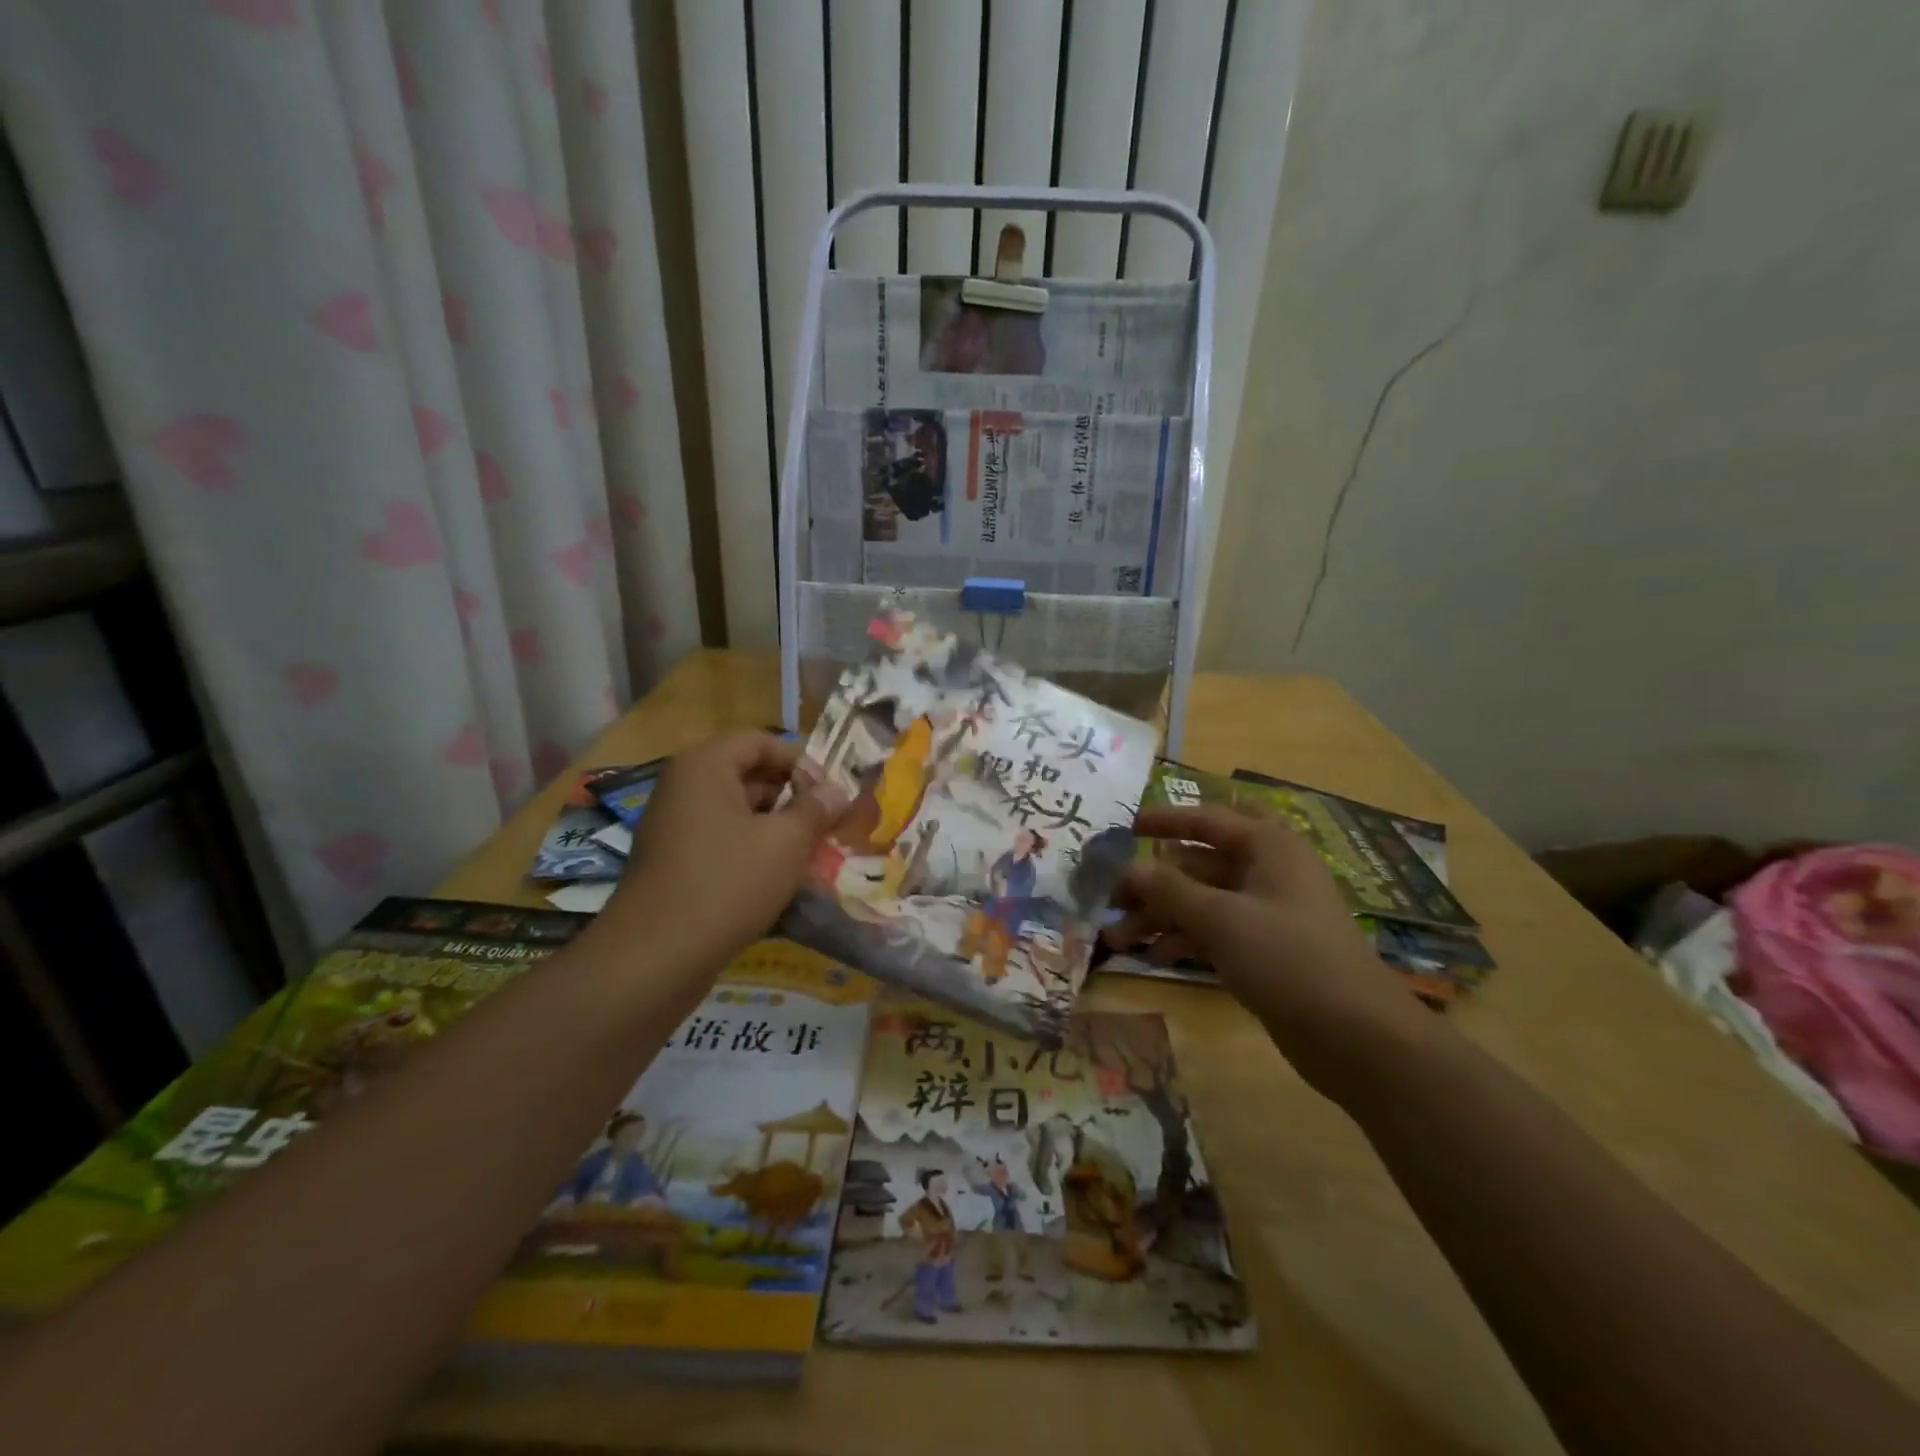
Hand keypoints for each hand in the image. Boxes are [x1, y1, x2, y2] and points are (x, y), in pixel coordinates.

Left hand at [601, 732, 847, 978]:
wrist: (655, 958)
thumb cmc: (727, 883)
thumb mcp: (786, 842)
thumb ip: (816, 809)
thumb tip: (837, 791)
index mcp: (704, 766)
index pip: (760, 741)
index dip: (800, 760)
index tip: (832, 790)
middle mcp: (684, 787)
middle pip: (747, 774)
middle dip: (792, 795)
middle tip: (829, 821)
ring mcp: (674, 826)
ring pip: (737, 811)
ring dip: (776, 826)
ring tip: (813, 852)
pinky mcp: (673, 862)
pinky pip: (721, 841)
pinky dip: (752, 850)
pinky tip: (781, 878)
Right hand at [1104, 804, 1434, 1097]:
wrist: (1357, 1037)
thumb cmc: (1289, 959)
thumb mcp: (1222, 919)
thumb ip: (1170, 889)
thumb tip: (1129, 867)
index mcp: (1268, 847)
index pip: (1206, 820)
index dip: (1164, 821)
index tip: (1124, 829)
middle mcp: (1267, 872)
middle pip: (1198, 865)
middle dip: (1153, 884)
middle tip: (1111, 902)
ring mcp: (1267, 913)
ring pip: (1202, 901)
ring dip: (1162, 916)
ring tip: (1119, 940)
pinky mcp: (1265, 949)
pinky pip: (1215, 931)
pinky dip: (1185, 939)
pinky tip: (1154, 957)